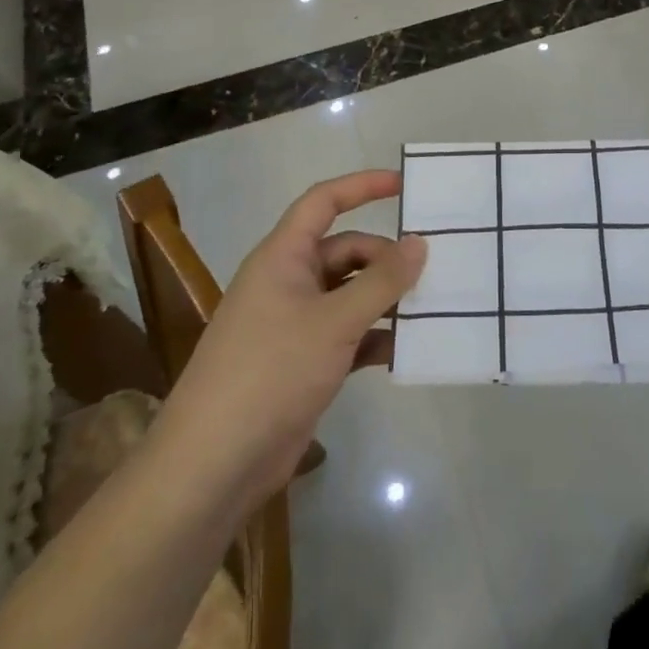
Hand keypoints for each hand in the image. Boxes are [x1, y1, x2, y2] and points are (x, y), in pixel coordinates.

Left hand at [154, 171, 424, 504]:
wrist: (215, 463)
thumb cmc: (271, 372)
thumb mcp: (334, 321)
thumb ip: (382, 281)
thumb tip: (419, 243)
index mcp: (283, 257)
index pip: (323, 202)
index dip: (362, 187)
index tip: (404, 185)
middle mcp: (288, 282)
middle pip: (345, 252)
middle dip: (386, 259)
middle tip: (433, 271)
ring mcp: (295, 324)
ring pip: (351, 295)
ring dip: (386, 300)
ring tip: (432, 308)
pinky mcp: (304, 362)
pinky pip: (349, 334)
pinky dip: (376, 337)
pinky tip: (407, 349)